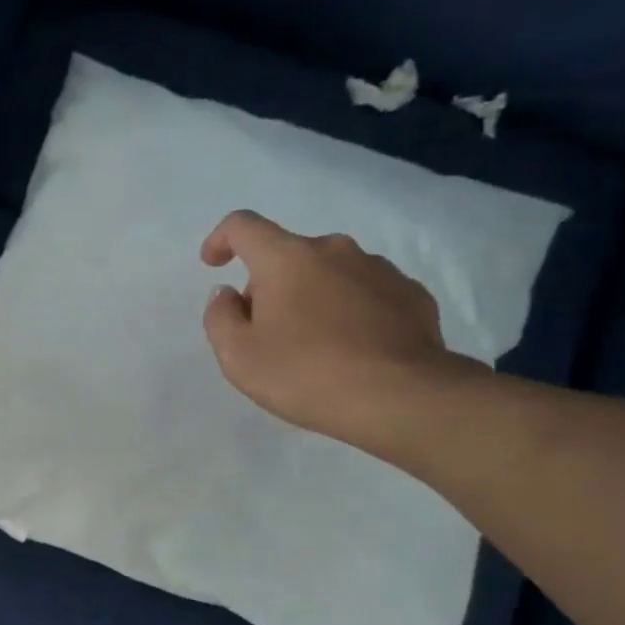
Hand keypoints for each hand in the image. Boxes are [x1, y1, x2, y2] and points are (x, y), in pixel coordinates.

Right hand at [200, 210, 475, 457]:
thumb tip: (227, 294)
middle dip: (270, 285)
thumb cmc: (306, 374)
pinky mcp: (411, 294)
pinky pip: (367, 294)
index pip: (243, 226)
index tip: (214, 263)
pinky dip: (351, 312)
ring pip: (330, 274)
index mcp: (286, 258)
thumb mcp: (239, 357)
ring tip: (315, 347)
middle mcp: (334, 249)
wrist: (401, 397)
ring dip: (313, 298)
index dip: (221, 239)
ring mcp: (378, 269)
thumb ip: (220, 318)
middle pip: (288, 255)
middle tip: (267, 334)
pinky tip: (353, 350)